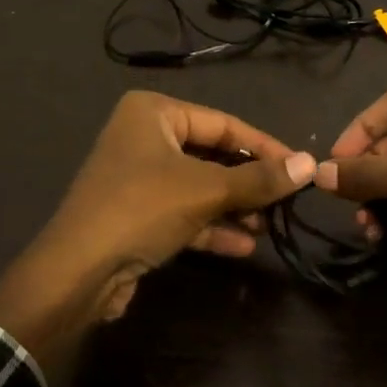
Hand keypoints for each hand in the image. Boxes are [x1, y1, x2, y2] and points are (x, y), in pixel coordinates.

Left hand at [0, 91, 315, 380]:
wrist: (76, 273)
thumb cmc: (142, 208)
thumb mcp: (206, 190)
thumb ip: (259, 179)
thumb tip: (310, 164)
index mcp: (154, 113)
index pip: (224, 124)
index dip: (264, 147)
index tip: (300, 168)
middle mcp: (144, 137)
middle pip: (212, 155)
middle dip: (247, 182)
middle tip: (285, 200)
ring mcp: (138, 178)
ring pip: (199, 187)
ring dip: (233, 207)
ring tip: (267, 226)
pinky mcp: (137, 215)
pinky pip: (183, 212)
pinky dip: (211, 226)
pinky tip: (243, 246)